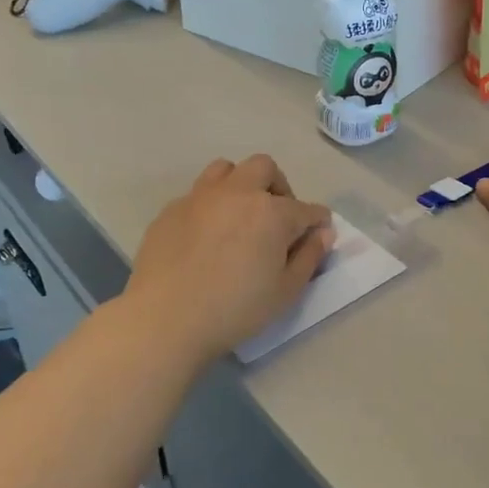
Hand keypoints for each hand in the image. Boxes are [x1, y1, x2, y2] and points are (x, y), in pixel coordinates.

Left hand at [123, 155, 333, 365]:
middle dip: (278, 187)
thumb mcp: (285, 291)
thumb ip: (309, 256)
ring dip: (240, 185)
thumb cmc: (235, 309)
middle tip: (276, 218)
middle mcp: (238, 193)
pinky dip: (209, 206)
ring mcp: (200, 197)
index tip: (317, 234)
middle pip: (265, 168)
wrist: (165, 319)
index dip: (317, 221)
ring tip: (239, 216)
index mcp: (272, 212)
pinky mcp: (171, 210)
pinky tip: (205, 237)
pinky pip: (197, 195)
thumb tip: (323, 233)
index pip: (306, 209)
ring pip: (226, 170)